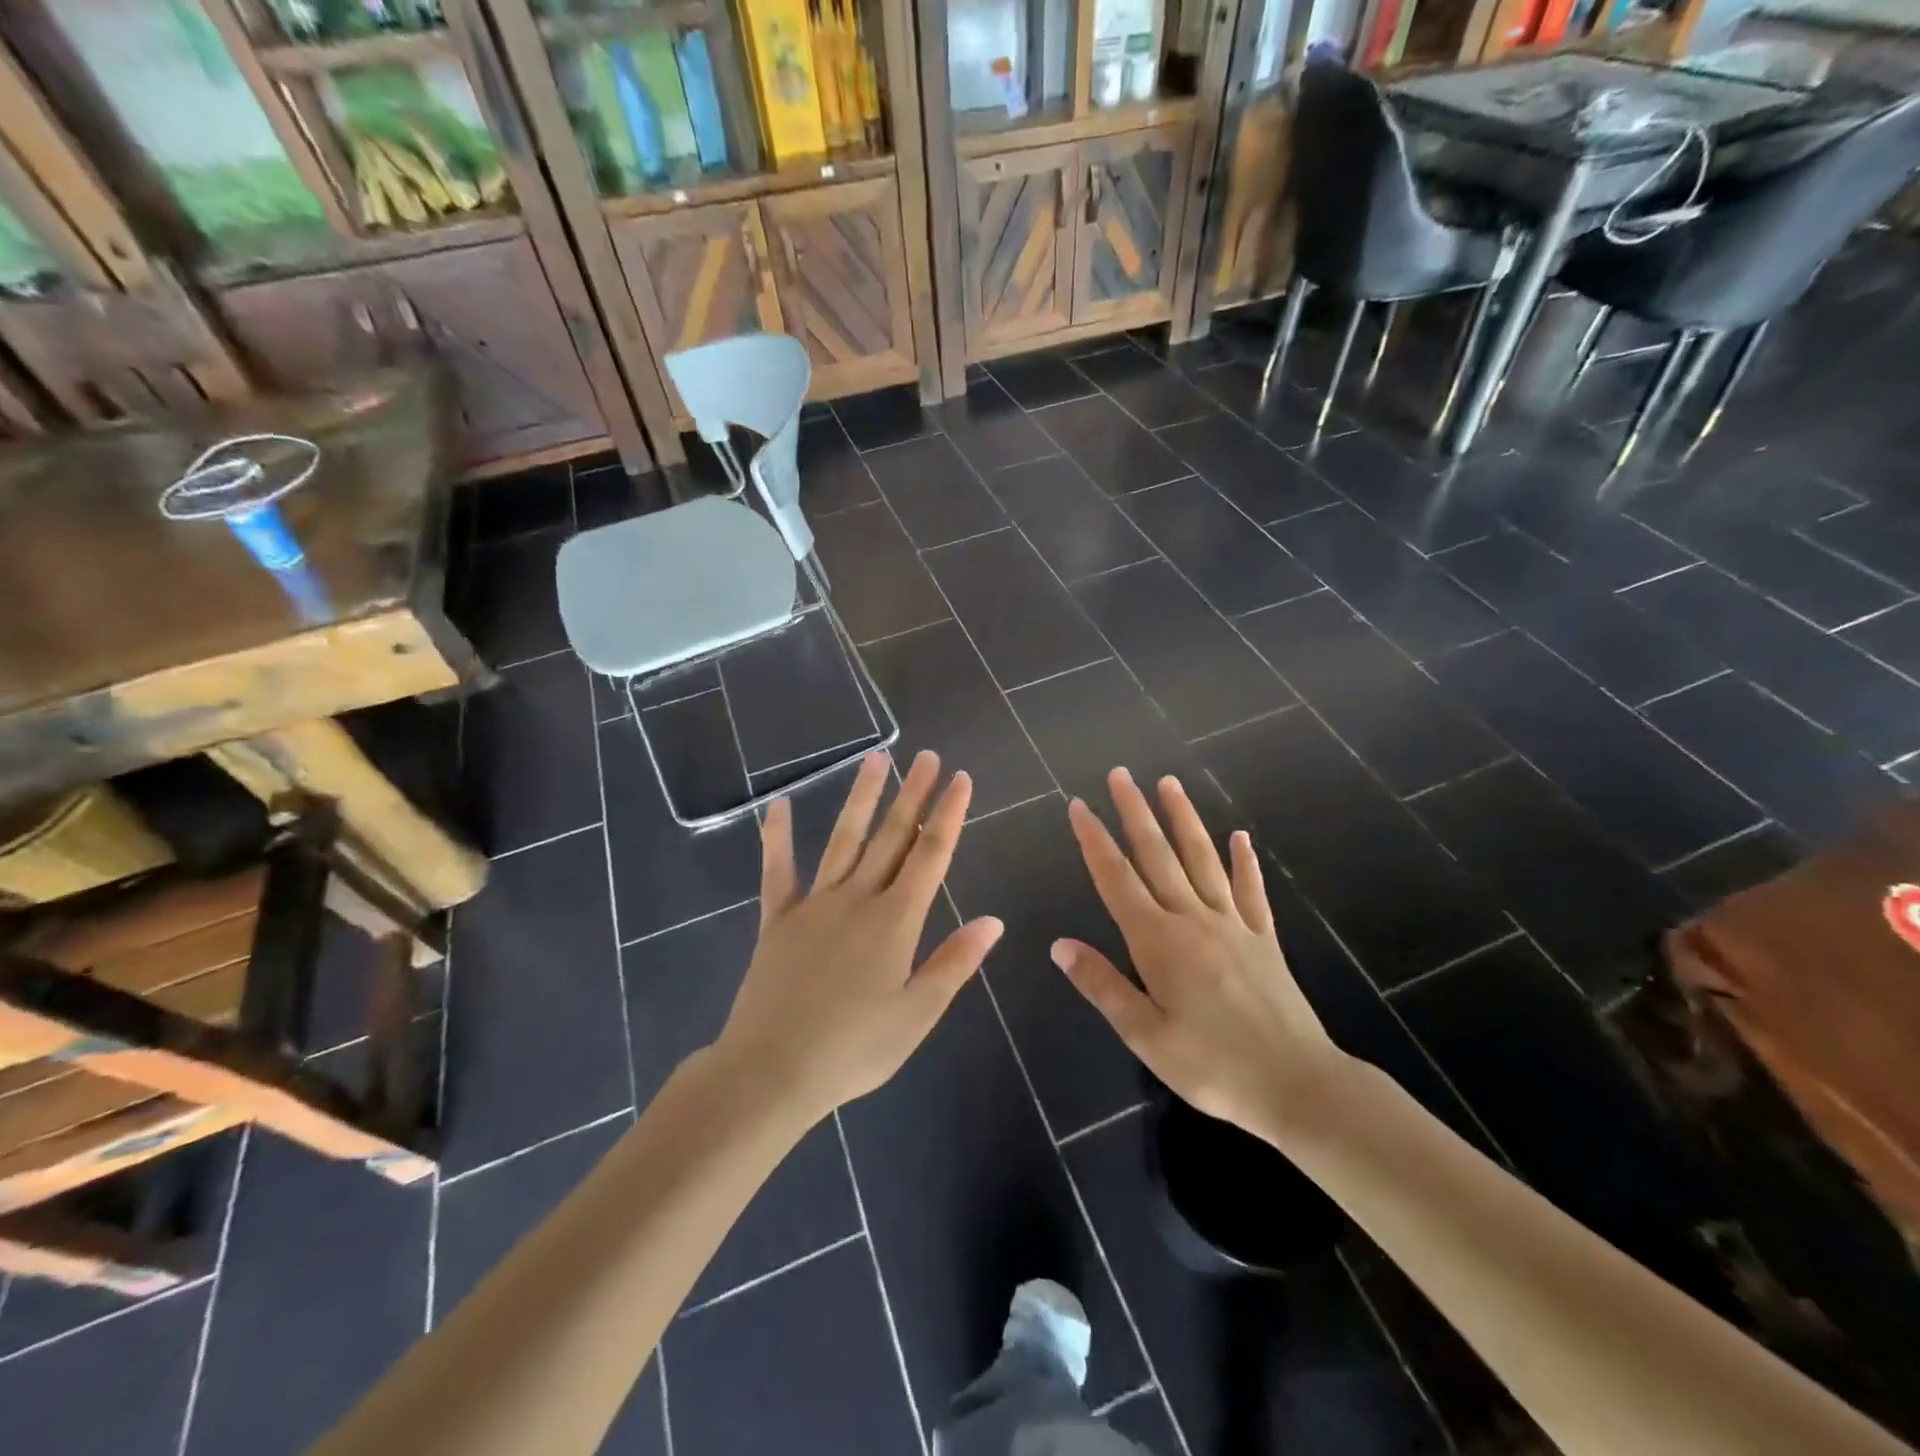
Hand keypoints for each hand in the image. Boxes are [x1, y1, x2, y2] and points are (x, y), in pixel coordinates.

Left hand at [715, 750, 1003, 1122]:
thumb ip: (954, 962)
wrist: (772, 1071)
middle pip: (892, 837)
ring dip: (862, 799)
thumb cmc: (854, 1050)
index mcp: (896, 921)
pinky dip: (777, 838)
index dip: (949, 815)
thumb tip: (993, 921)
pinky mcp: (777, 919)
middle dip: (913, 794)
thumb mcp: (917, 1014)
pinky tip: (777, 806)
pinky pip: (778, 871)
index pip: (931, 855)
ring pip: (844, 840)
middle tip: (927, 757)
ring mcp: (814, 904)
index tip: (961, 779)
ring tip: (877, 759)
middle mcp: (858, 899)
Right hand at [1053, 767, 1354, 1137]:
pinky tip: (1240, 837)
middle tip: (1120, 774)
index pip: (1117, 879)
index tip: (1080, 806)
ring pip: (1202, 859)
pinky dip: (1244, 861)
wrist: (1298, 1085)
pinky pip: (1251, 890)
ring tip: (1169, 783)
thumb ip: (1102, 985)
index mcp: (1158, 942)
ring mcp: (1233, 924)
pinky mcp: (1264, 938)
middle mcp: (1193, 919)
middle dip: (1135, 812)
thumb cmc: (1213, 1066)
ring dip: (1184, 819)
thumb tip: (1059, 945)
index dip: (1095, 840)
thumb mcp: (1145, 1035)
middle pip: (1158, 855)